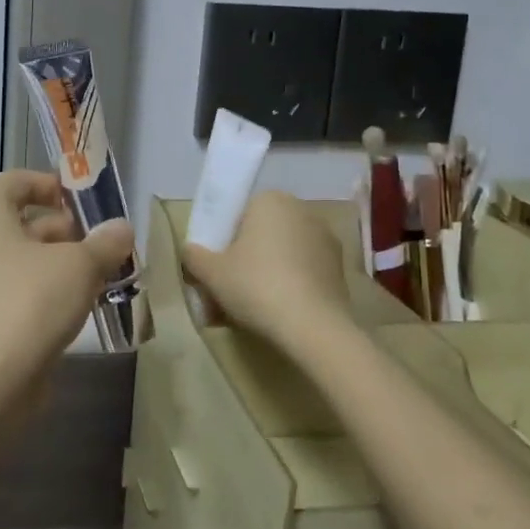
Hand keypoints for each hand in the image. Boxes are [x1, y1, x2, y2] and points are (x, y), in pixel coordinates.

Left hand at [0, 171, 136, 408]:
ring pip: (19, 260)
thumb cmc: (29, 305)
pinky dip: (42, 292)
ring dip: (58, 264)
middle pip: (19, 222)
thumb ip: (104, 243)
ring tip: (98, 278)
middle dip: (64, 230)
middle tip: (100, 246)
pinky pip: (13, 291)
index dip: (48, 184)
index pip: (13, 182)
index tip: (81, 202)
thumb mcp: (79, 266)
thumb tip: (121, 229)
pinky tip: (75, 309)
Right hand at [183, 190, 352, 347]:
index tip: (215, 266)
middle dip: (243, 258)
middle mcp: (302, 211)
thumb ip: (194, 255)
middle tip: (226, 288)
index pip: (238, 213)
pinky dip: (287, 286)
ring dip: (264, 274)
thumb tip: (191, 251)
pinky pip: (302, 272)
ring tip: (246, 309)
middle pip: (261, 234)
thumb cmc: (256, 286)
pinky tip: (273, 314)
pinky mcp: (338, 269)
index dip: (222, 239)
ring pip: (282, 254)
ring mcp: (325, 240)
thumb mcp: (211, 272)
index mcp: (270, 200)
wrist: (313, 328)